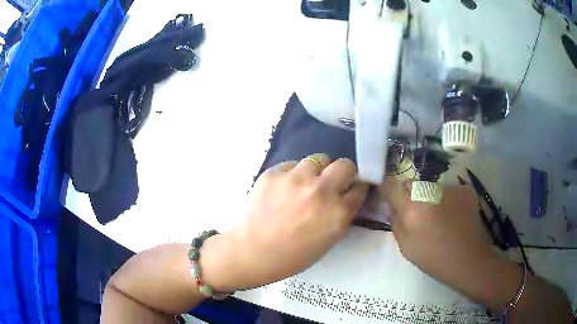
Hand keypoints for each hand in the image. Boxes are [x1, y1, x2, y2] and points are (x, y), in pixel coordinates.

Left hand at [202, 154, 368, 290]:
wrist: (253, 251)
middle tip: (332, 182)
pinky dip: (293, 174)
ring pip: (319, 159)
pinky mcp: (275, 173)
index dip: (356, 187)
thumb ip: (343, 214)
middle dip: (343, 173)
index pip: (360, 188)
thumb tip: (349, 193)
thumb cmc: (294, 255)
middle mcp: (321, 191)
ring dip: (317, 170)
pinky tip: (284, 189)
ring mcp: (296, 179)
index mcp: (338, 213)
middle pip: (345, 165)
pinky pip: (293, 164)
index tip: (351, 188)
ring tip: (305, 184)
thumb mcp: (329, 239)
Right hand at [382, 177, 519, 310]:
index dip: (388, 189)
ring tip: (439, 217)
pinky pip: (447, 190)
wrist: (468, 259)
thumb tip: (392, 205)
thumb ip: (395, 222)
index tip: (389, 197)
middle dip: (410, 195)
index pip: (392, 184)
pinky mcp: (463, 189)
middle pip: (411, 183)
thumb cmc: (433, 258)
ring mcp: (449, 188)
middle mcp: (429, 192)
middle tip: (417, 214)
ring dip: (429, 197)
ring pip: (430, 187)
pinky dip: (446, 200)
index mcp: (412, 208)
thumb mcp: (406, 246)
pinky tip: (453, 215)